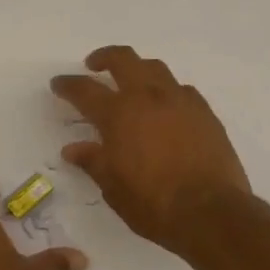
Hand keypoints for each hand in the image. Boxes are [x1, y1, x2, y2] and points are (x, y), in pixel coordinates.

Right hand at [50, 46, 251, 253]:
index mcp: (118, 114)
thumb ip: (92, 161)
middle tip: (94, 65)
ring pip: (155, 67)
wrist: (211, 212)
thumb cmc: (153, 203)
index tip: (58, 83)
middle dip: (104, 57)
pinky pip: (182, 89)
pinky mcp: (204, 112)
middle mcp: (147, 97)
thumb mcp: (113, 187)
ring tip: (132, 80)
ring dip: (138, 68)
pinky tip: (167, 106)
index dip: (68, 85)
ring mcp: (179, 100)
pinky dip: (168, 91)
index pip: (84, 90)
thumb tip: (72, 149)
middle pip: (123, 59)